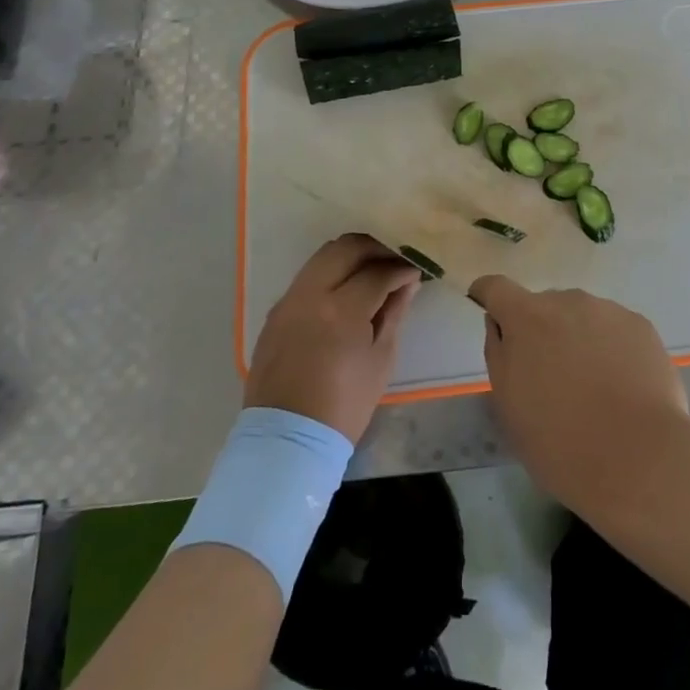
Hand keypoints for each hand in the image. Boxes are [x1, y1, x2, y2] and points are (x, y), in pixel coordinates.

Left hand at [246, 234, 420, 442]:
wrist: (287, 441)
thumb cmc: (344, 406)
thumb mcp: (380, 360)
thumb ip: (394, 313)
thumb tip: (407, 283)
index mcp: (341, 310)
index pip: (377, 272)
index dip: (400, 268)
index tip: (414, 271)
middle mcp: (310, 294)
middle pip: (345, 248)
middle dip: (374, 248)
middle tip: (393, 260)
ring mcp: (288, 301)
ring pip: (322, 256)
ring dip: (350, 256)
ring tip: (371, 270)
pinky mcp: (275, 312)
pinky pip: (306, 277)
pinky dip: (329, 273)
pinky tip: (344, 290)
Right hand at [467, 276, 689, 513]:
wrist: (639, 460)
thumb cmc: (560, 441)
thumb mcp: (509, 406)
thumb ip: (499, 354)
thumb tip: (500, 324)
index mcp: (527, 317)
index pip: (496, 288)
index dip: (487, 294)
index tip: (486, 307)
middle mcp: (567, 301)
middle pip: (544, 306)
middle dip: (541, 331)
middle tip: (551, 377)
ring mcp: (608, 310)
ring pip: (582, 317)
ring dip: (578, 339)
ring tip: (593, 388)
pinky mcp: (641, 326)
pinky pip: (615, 330)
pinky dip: (611, 349)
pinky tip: (622, 388)